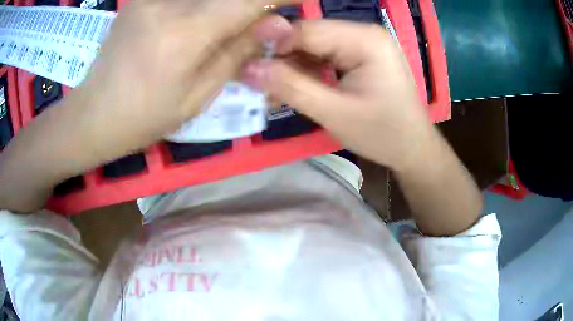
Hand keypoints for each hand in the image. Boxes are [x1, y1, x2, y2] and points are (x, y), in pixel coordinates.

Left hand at [71, 0, 293, 160]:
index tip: (298, 0)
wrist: (94, 113)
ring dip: (224, 7)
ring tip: (219, 35)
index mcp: (187, 32)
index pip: (249, 0)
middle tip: (257, 23)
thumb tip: (277, 24)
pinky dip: (202, 6)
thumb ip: (237, 52)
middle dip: (249, 4)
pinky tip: (198, 24)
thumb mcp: (197, 96)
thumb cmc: (144, 116)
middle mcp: (169, 3)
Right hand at [242, 20, 432, 170]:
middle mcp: (364, 33)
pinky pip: (326, 55)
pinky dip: (309, 70)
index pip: (306, 30)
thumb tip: (248, 69)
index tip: (250, 70)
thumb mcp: (334, 113)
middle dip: (283, 58)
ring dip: (294, 65)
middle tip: (260, 82)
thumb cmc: (383, 134)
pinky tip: (298, 85)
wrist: (413, 148)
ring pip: (315, 45)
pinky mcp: (362, 55)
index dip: (274, 47)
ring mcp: (364, 43)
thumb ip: (291, 88)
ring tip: (277, 88)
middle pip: (310, 35)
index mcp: (365, 39)